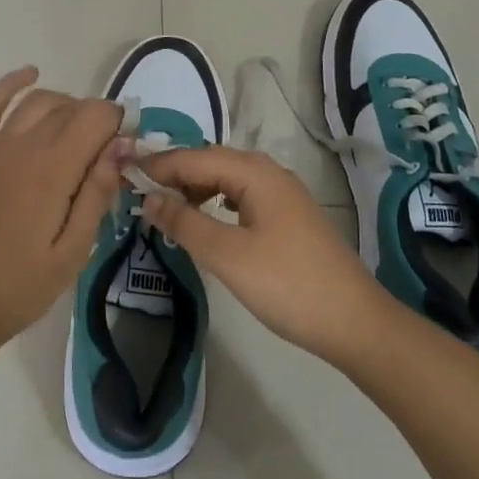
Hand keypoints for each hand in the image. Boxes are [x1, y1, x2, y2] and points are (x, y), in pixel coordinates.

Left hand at [0, 67, 126, 358]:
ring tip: (78, 131)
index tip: (129, 148)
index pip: (96, 117)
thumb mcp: (73, 252)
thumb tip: (121, 148)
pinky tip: (30, 74)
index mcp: (53, 169)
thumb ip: (97, 194)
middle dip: (96, 120)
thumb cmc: (20, 287)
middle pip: (70, 107)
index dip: (119, 124)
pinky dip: (11, 84)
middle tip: (106, 153)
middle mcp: (23, 144)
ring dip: (65, 105)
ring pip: (38, 101)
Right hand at [139, 146, 394, 369]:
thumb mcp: (228, 255)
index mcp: (254, 172)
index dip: (159, 164)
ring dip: (196, 187)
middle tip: (139, 189)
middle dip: (175, 172)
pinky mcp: (289, 216)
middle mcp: (269, 172)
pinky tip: (207, 219)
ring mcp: (283, 194)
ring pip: (228, 178)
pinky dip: (216, 201)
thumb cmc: (287, 284)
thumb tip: (148, 197)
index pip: (195, 157)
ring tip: (166, 206)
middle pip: (212, 162)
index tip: (124, 170)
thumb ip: (185, 223)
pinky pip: (242, 195)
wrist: (354, 321)